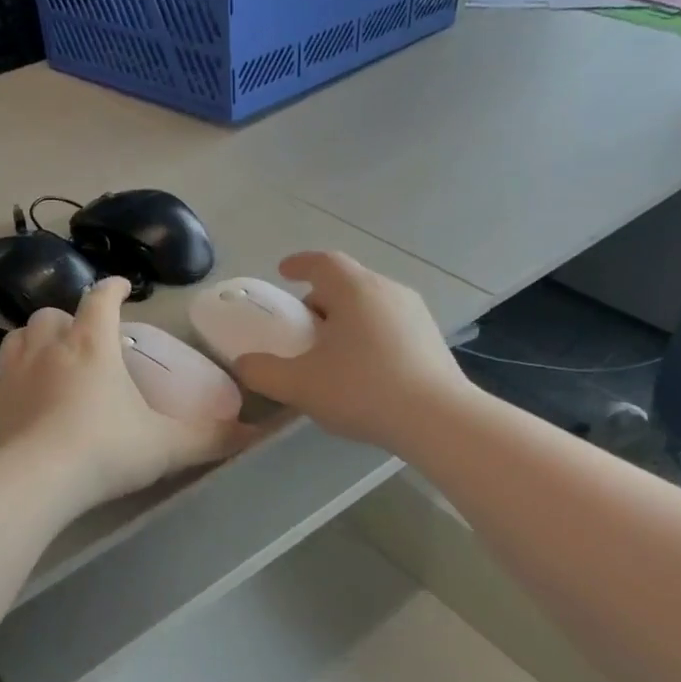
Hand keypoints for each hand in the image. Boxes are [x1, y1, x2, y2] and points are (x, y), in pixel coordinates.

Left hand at [0, 279, 254, 511]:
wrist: (35, 482)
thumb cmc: (105, 451)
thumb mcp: (166, 446)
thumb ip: (211, 438)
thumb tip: (255, 435)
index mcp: (92, 345)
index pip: (101, 299)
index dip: (113, 289)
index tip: (123, 288)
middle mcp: (50, 348)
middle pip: (53, 314)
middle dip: (70, 318)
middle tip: (85, 337)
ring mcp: (14, 374)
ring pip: (21, 337)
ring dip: (37, 339)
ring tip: (52, 356)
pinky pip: (1, 376)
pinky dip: (16, 376)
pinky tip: (27, 398)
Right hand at [234, 252, 470, 451]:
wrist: (437, 420)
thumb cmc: (362, 390)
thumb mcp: (299, 385)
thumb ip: (263, 372)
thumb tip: (243, 363)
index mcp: (354, 290)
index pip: (322, 262)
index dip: (299, 263)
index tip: (284, 271)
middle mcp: (387, 290)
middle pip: (347, 282)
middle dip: (320, 298)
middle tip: (302, 325)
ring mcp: (415, 313)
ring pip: (370, 304)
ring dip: (346, 318)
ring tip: (331, 350)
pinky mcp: (431, 338)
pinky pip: (390, 324)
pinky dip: (368, 334)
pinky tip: (363, 368)